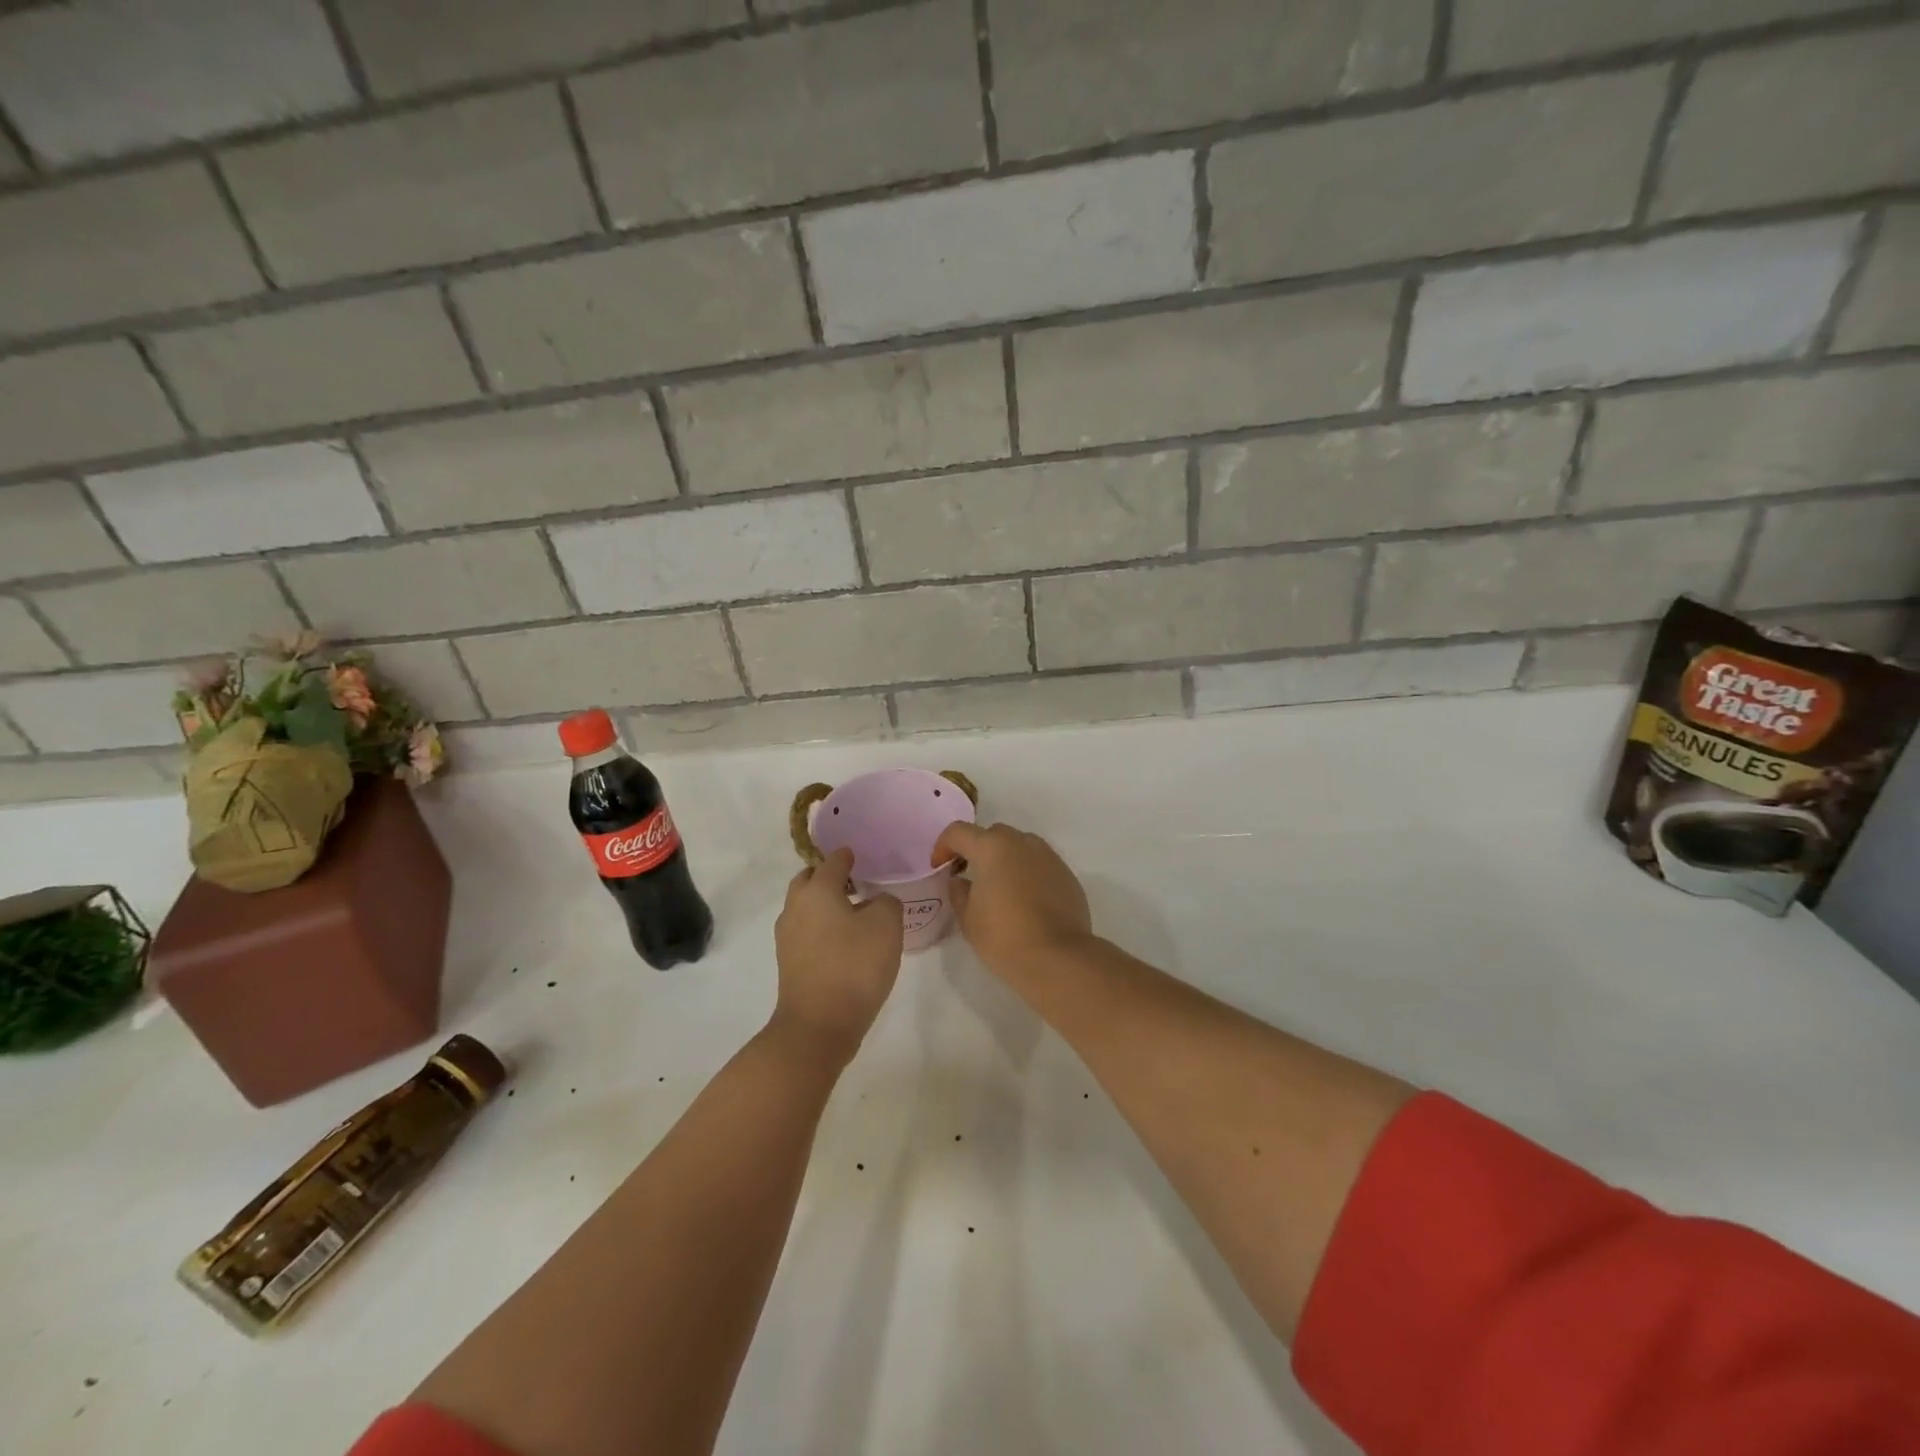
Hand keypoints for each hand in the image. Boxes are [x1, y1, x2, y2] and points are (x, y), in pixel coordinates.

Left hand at [772, 848, 902, 1060]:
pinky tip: (842, 939)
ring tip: (851, 911)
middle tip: (853, 881)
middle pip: (808, 881)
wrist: (819, 1025)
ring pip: (804, 907)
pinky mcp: (789, 963)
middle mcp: (795, 908)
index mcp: (816, 891)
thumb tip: (875, 903)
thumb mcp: (887, 925)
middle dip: (826, 877)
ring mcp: (787, 937)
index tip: (857, 854)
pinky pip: (805, 931)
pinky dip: (821, 926)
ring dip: (823, 903)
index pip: (832, 862)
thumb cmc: (854, 966)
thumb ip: (886, 902)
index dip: (847, 856)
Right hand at [931, 821, 1093, 976]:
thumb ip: (958, 892)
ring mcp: (1048, 856)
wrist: (1057, 958)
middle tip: (969, 875)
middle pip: (992, 834)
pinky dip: (1027, 872)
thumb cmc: (1003, 936)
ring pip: (1020, 846)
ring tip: (1000, 887)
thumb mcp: (968, 918)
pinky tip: (1025, 900)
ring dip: (1005, 858)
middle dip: (977, 849)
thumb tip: (961, 881)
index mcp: (992, 847)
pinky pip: (1040, 864)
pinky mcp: (1066, 874)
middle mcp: (1022, 842)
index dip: (943, 846)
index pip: (958, 832)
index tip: (939, 868)